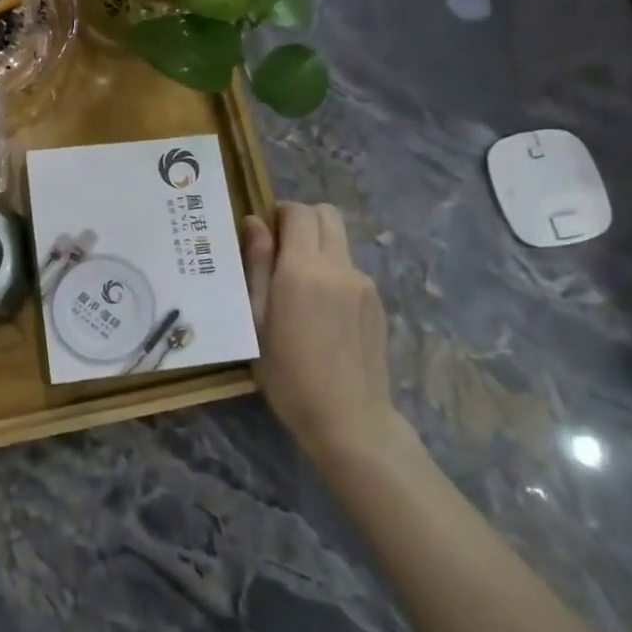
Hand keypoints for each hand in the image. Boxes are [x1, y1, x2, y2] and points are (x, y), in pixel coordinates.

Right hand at [242, 202, 400, 461]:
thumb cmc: (288, 374)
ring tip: (299, 288)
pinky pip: (350, 269)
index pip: (298, 211)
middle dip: (302, 220)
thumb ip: (257, 265)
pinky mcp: (377, 302)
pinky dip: (333, 272)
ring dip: (318, 247)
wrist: (348, 420)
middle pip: (327, 215)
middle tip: (280, 250)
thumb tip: (254, 222)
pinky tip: (321, 312)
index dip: (279, 213)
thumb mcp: (257, 320)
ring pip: (340, 241)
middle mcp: (338, 266)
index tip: (264, 234)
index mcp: (303, 268)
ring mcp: (363, 283)